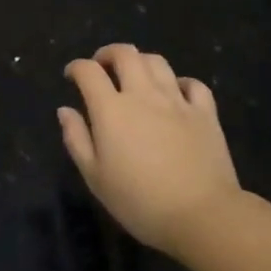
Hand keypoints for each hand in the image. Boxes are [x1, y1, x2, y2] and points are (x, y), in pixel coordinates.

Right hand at [59, 44, 241, 256]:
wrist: (202, 216)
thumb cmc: (140, 202)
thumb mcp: (95, 177)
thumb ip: (76, 139)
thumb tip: (65, 110)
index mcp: (111, 109)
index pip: (89, 71)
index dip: (76, 67)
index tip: (71, 76)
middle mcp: (143, 95)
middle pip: (125, 54)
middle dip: (108, 54)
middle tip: (102, 66)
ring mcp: (177, 101)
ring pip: (157, 62)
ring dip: (140, 62)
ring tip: (135, 76)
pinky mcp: (205, 113)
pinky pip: (193, 84)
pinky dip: (180, 82)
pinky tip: (175, 94)